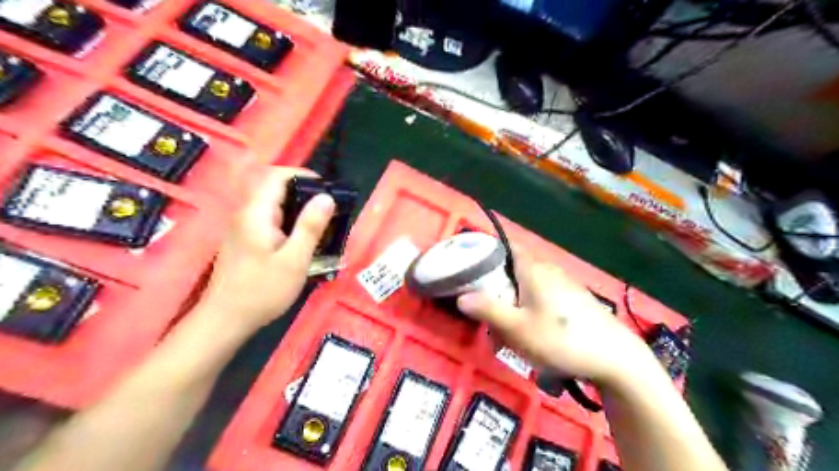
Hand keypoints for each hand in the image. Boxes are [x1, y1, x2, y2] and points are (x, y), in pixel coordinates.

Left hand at [198, 167, 334, 332]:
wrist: (225, 320)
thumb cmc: (262, 290)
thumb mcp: (294, 259)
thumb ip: (310, 226)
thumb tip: (326, 197)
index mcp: (256, 213)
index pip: (276, 176)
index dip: (302, 175)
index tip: (326, 188)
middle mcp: (246, 214)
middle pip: (274, 189)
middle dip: (304, 194)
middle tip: (328, 210)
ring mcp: (242, 227)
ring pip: (272, 205)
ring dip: (297, 209)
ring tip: (320, 225)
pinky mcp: (243, 240)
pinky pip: (268, 220)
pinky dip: (288, 222)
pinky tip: (301, 241)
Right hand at [457, 253, 651, 388]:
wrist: (616, 358)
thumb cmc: (561, 339)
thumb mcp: (518, 329)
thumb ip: (488, 310)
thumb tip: (461, 297)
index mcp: (533, 269)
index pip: (506, 245)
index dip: (487, 251)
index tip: (471, 268)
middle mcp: (548, 270)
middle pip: (513, 271)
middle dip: (497, 292)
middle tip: (489, 319)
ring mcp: (564, 285)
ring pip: (527, 288)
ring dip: (513, 307)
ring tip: (509, 338)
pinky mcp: (574, 300)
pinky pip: (542, 299)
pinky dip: (530, 312)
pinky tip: (533, 337)